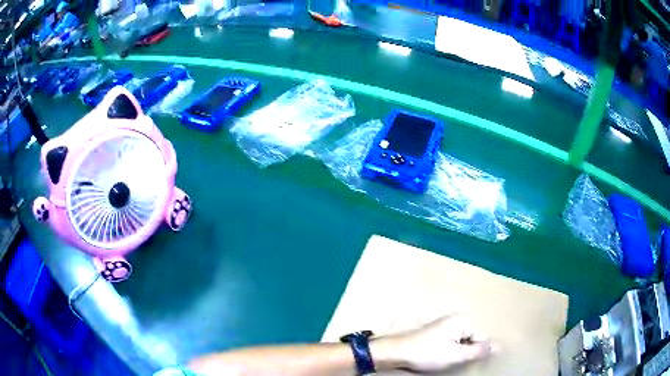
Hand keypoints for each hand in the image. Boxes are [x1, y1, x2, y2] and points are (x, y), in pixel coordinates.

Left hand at [375, 314, 494, 373]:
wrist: (396, 352)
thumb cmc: (427, 353)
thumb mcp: (456, 355)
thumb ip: (478, 351)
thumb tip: (498, 347)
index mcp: (462, 321)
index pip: (481, 339)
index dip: (473, 353)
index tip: (459, 360)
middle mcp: (454, 319)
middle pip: (470, 340)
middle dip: (464, 352)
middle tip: (449, 360)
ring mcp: (443, 325)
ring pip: (460, 343)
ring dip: (455, 353)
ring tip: (441, 359)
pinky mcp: (434, 333)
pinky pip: (450, 343)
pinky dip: (446, 351)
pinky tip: (436, 357)